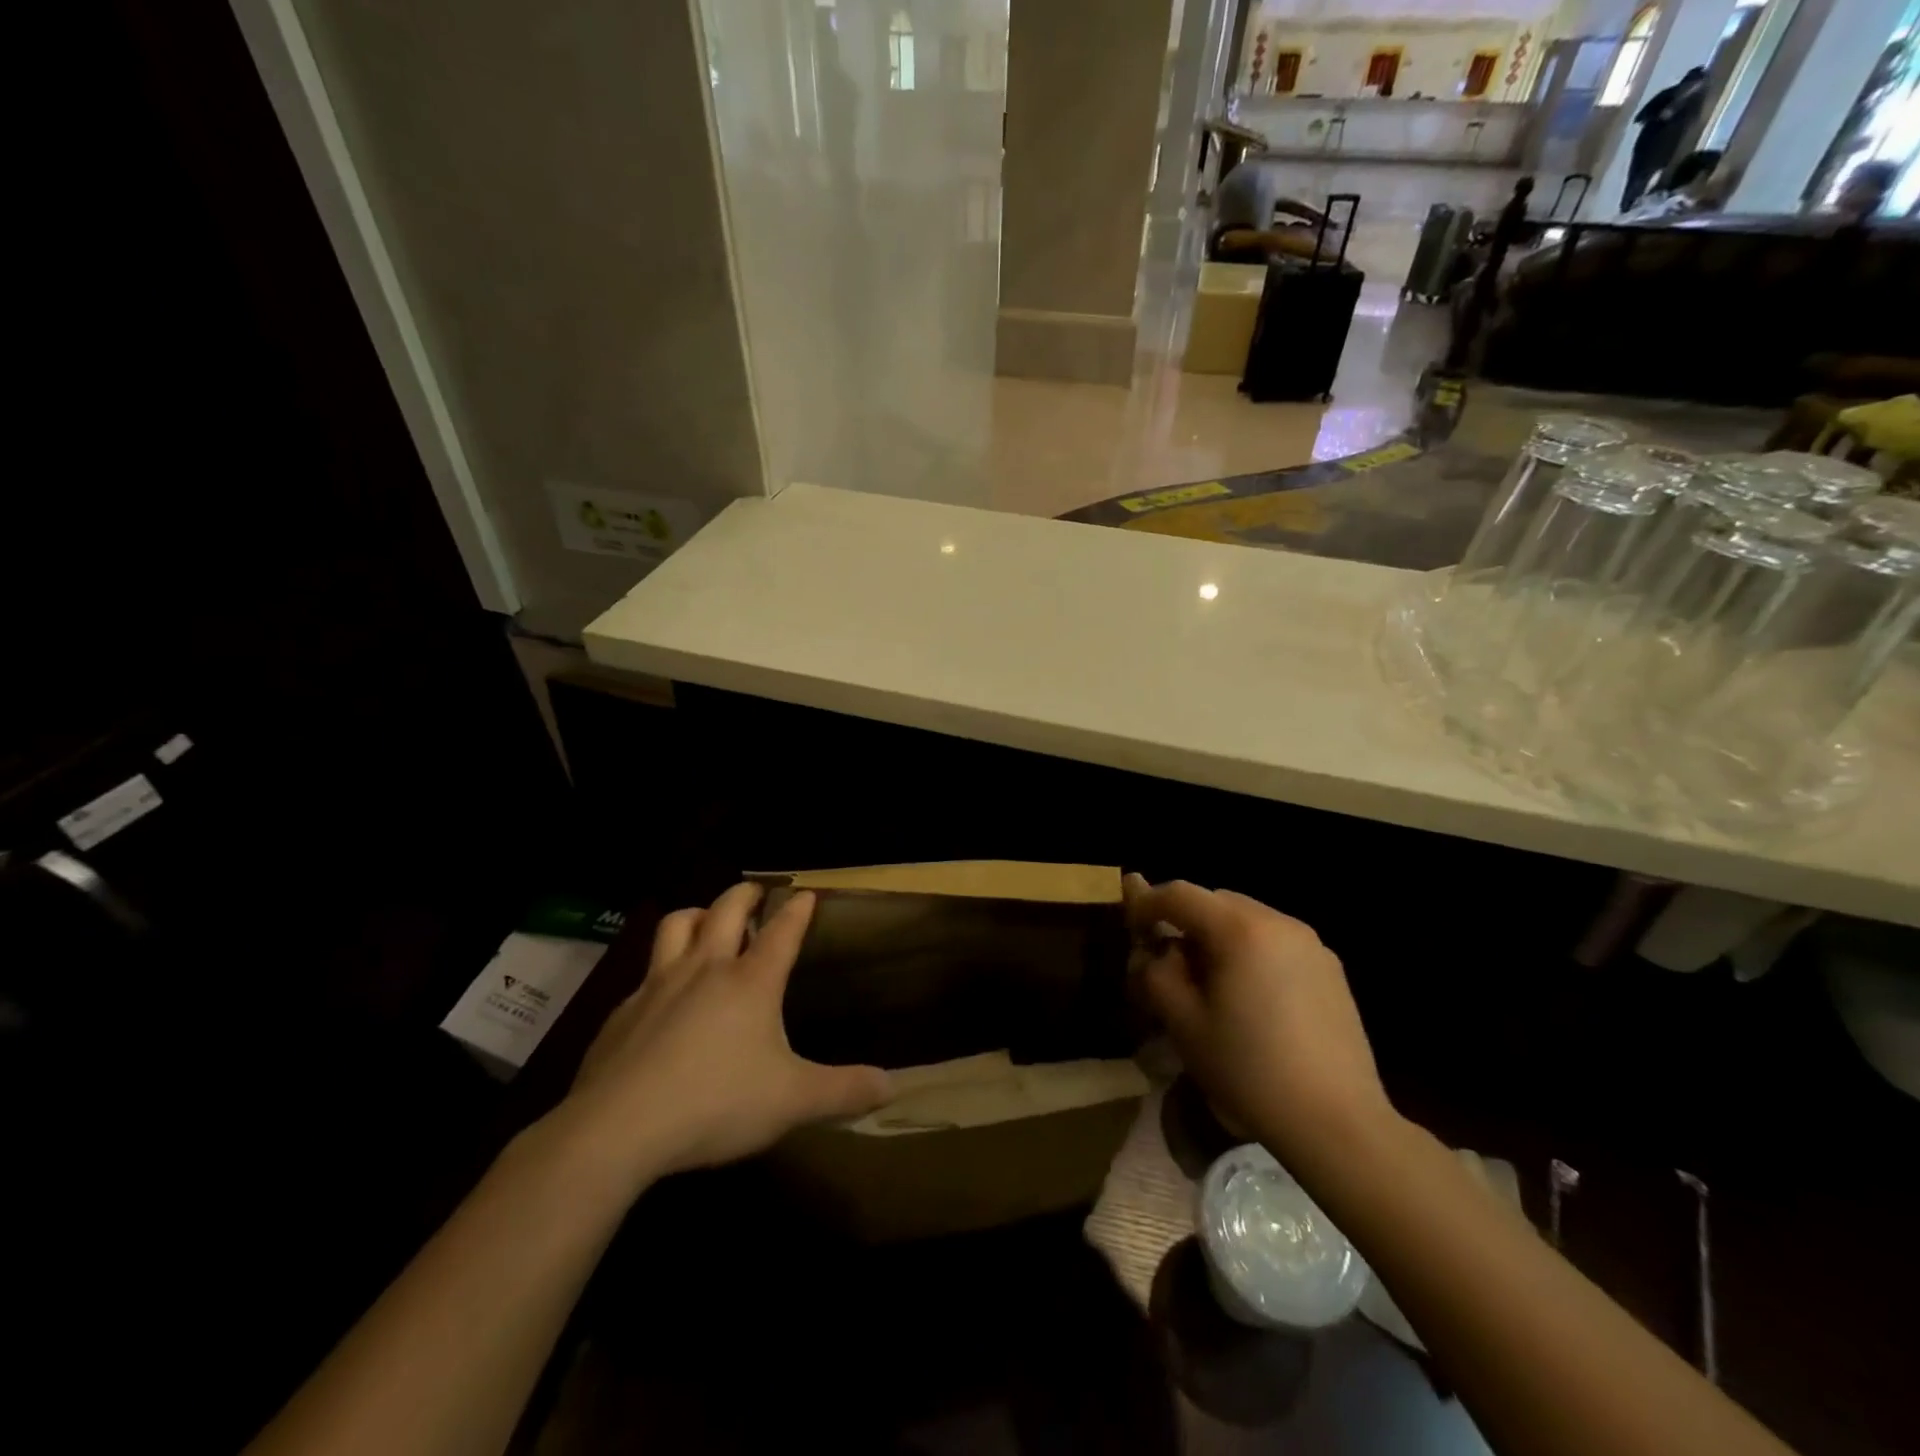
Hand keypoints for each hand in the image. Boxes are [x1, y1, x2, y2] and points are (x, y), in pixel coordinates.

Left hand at [560, 883, 891, 1182]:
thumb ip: (843, 1091)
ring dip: (696, 914)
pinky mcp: (622, 1012)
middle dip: (744, 894)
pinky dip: (660, 970)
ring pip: (675, 925)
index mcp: (750, 982)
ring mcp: (657, 986)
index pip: (782, 931)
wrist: (617, 1129)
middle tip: (756, 893)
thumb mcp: (792, 1102)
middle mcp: (704, 969)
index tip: (806, 894)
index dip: (797, 909)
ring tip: (706, 920)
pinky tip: (662, 997)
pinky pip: (644, 974)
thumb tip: (891, 1086)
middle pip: (724, 910)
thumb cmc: (716, 1104)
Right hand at [1125, 876, 1393, 1165]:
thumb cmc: (1249, 1070)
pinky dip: (1249, 952)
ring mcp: (1310, 944)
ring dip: (1217, 937)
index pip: (1180, 894)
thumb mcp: (1183, 1022)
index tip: (1130, 929)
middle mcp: (1278, 922)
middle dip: (1184, 922)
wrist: (1337, 1122)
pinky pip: (1275, 942)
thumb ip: (1156, 973)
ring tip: (1207, 982)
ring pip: (1246, 920)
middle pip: (1215, 901)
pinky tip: (1249, 998)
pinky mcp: (1330, 969)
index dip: (1146, 905)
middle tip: (1166, 961)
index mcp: (1240, 929)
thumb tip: (1155, 951)